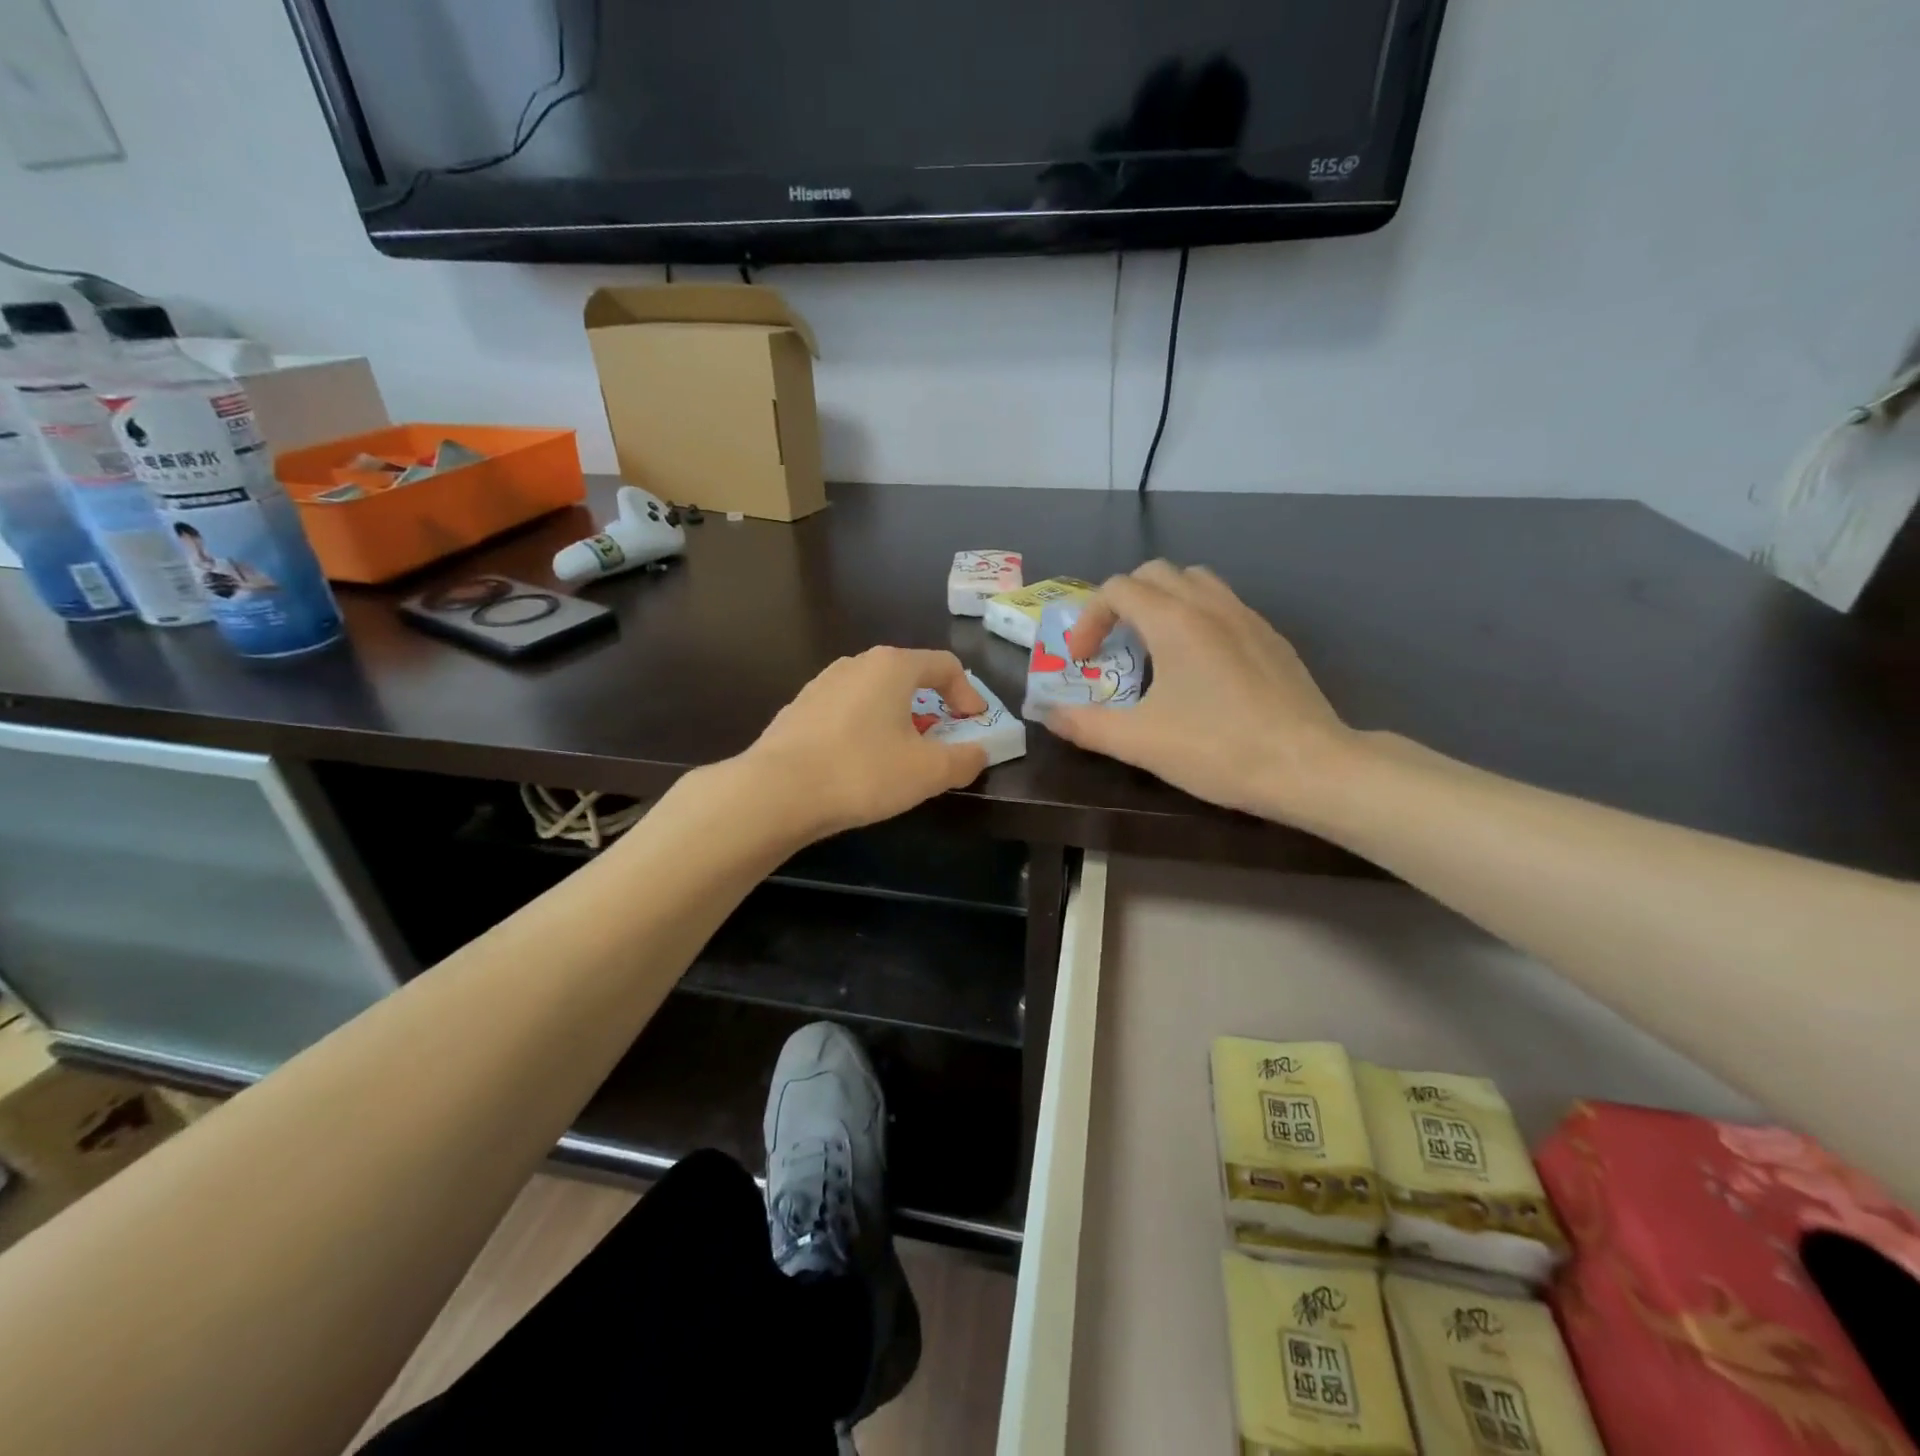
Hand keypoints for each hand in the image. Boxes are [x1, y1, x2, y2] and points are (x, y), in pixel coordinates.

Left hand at [744, 647, 990, 838]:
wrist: (776, 792)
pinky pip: (846, 712)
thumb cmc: (862, 772)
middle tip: (940, 740)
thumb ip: (964, 760)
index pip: (945, 665)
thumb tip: (979, 752)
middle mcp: (856, 664)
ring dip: (896, 719)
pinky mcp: (799, 709)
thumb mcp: (928, 772)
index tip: (974, 725)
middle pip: (908, 676)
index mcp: (892, 666)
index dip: (968, 694)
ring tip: (900, 754)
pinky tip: (858, 763)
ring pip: (874, 695)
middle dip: (932, 706)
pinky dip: (864, 729)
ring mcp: (822, 684)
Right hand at [1044, 561, 1355, 825]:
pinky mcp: (1271, 638)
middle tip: (1112, 646)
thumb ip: (1086, 724)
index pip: (1117, 589)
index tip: (1082, 661)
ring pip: (1195, 582)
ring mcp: (1247, 617)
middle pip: (1155, 574)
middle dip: (1122, 602)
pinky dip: (1196, 617)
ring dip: (1162, 602)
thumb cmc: (1219, 749)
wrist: (1310, 766)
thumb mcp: (1140, 742)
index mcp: (1174, 620)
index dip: (1088, 619)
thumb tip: (1048, 714)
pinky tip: (1199, 666)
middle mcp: (1210, 605)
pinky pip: (1224, 605)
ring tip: (1153, 647)